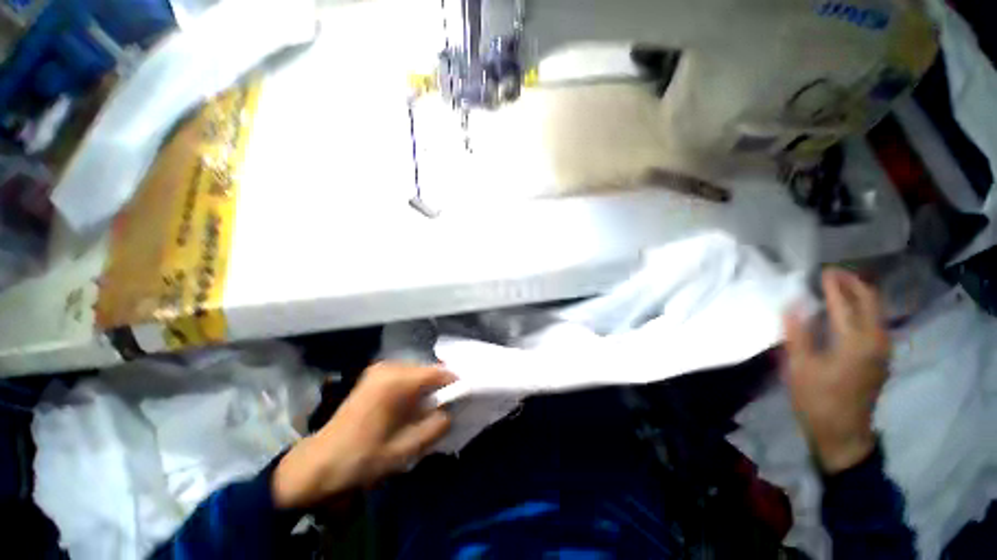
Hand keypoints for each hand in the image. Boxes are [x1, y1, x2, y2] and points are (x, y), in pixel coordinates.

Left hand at [272, 363, 454, 508]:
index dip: (454, 384)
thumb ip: (436, 426)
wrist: (319, 463)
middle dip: (439, 388)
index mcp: (396, 381)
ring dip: (426, 389)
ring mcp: (379, 369)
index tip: (464, 399)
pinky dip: (414, 389)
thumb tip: (451, 411)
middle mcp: (389, 367)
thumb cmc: (362, 458)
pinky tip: (410, 408)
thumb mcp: (405, 448)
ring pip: (417, 373)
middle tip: (445, 409)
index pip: (438, 372)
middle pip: (428, 370)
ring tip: (428, 411)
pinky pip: (405, 376)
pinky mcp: (374, 376)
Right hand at [783, 269, 890, 473]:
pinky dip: (864, 309)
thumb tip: (793, 305)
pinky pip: (876, 323)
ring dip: (861, 294)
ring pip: (877, 311)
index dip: (834, 286)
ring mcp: (882, 350)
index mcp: (855, 343)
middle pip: (871, 302)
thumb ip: (798, 334)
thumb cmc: (817, 400)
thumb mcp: (800, 368)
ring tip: (840, 286)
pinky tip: (849, 310)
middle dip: (854, 284)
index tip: (823, 270)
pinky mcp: (880, 358)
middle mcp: (876, 341)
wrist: (843, 434)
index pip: (845, 304)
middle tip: (833, 273)